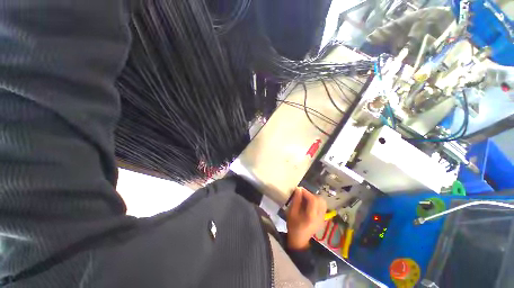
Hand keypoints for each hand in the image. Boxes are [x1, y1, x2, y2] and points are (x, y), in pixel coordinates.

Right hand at [286, 187, 326, 249]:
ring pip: (323, 203)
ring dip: (315, 198)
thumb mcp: (291, 213)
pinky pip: (323, 206)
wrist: (299, 240)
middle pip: (320, 200)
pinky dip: (317, 202)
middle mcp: (320, 217)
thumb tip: (299, 189)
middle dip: (311, 194)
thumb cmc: (293, 226)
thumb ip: (296, 200)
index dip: (307, 192)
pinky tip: (310, 204)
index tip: (300, 189)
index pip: (313, 200)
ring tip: (306, 199)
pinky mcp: (323, 219)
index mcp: (311, 217)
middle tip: (303, 194)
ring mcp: (323, 218)